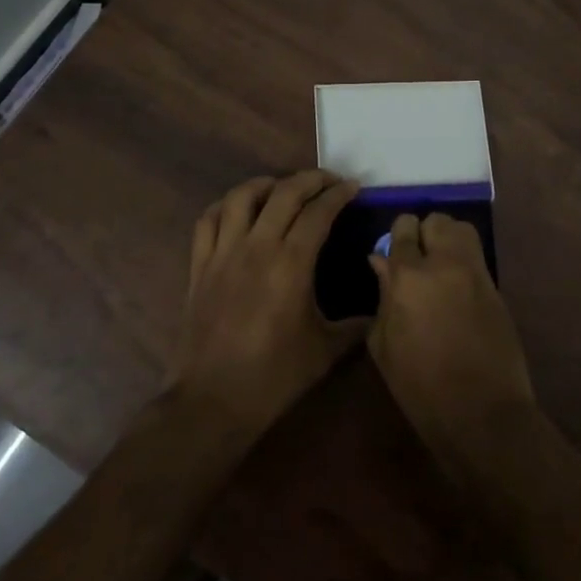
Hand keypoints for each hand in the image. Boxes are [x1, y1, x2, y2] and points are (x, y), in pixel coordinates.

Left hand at [168, 170, 364, 438]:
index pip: (318, 212)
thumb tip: (381, 309)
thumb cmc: (274, 376)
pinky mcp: (200, 265)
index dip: (338, 194)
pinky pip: (209, 220)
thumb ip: (357, 325)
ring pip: (242, 197)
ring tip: (283, 188)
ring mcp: (223, 253)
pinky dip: (226, 205)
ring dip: (266, 184)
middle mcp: (256, 247)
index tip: (352, 188)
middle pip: (284, 193)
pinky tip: (239, 209)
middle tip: (328, 181)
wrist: (213, 400)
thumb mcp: (326, 350)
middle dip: (310, 179)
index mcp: (291, 264)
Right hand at [366, 212, 536, 473]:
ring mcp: (476, 274)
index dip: (397, 236)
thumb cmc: (420, 387)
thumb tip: (381, 262)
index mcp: (409, 277)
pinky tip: (455, 285)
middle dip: (424, 232)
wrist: (481, 413)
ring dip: (448, 238)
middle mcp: (445, 264)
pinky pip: (477, 257)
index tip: (393, 250)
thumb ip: (382, 296)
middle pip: (437, 221)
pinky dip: (464, 259)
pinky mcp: (496, 288)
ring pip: (462, 230)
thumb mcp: (385, 345)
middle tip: (417, 256)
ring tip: (439, 263)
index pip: (403, 230)